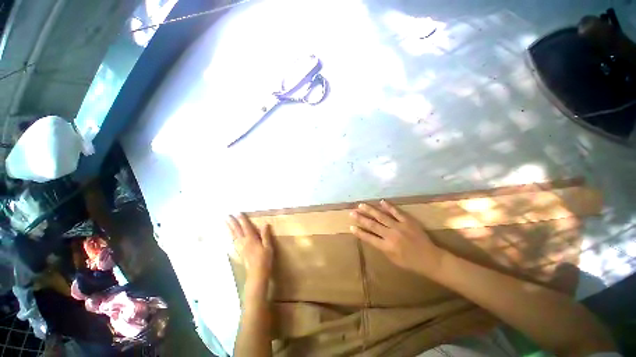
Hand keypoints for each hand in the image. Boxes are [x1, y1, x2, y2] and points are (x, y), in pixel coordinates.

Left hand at [227, 214, 272, 287]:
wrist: (257, 273)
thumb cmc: (264, 259)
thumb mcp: (268, 246)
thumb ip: (265, 235)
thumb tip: (265, 224)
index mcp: (251, 239)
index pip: (246, 227)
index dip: (242, 220)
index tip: (238, 213)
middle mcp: (244, 242)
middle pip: (237, 231)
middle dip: (232, 223)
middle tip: (227, 216)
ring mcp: (241, 248)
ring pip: (233, 236)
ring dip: (229, 228)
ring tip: (225, 223)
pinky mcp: (240, 252)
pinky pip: (233, 242)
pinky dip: (231, 237)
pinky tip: (230, 236)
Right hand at [349, 200, 444, 276]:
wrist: (430, 259)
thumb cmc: (410, 262)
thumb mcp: (392, 259)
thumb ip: (381, 247)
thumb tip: (371, 237)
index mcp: (386, 247)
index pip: (369, 238)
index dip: (359, 232)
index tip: (350, 226)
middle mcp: (391, 236)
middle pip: (372, 225)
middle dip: (361, 218)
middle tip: (352, 212)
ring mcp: (399, 227)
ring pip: (381, 216)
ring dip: (370, 210)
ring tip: (361, 205)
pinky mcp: (408, 221)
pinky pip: (397, 212)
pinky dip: (389, 206)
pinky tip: (381, 201)